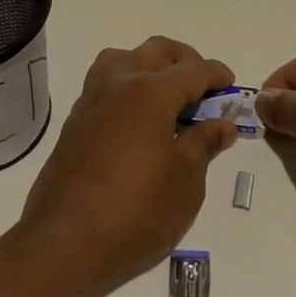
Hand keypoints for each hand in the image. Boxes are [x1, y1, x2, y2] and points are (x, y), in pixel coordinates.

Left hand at [20, 36, 237, 294]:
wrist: (64, 245)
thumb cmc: (136, 212)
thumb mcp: (186, 182)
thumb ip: (204, 144)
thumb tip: (221, 124)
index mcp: (150, 92)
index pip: (192, 70)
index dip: (217, 75)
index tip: (231, 85)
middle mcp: (118, 85)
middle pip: (156, 51)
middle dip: (184, 60)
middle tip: (202, 88)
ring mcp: (91, 102)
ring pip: (122, 59)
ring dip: (148, 66)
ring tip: (166, 97)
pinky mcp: (74, 124)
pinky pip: (104, 85)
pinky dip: (126, 87)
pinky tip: (138, 121)